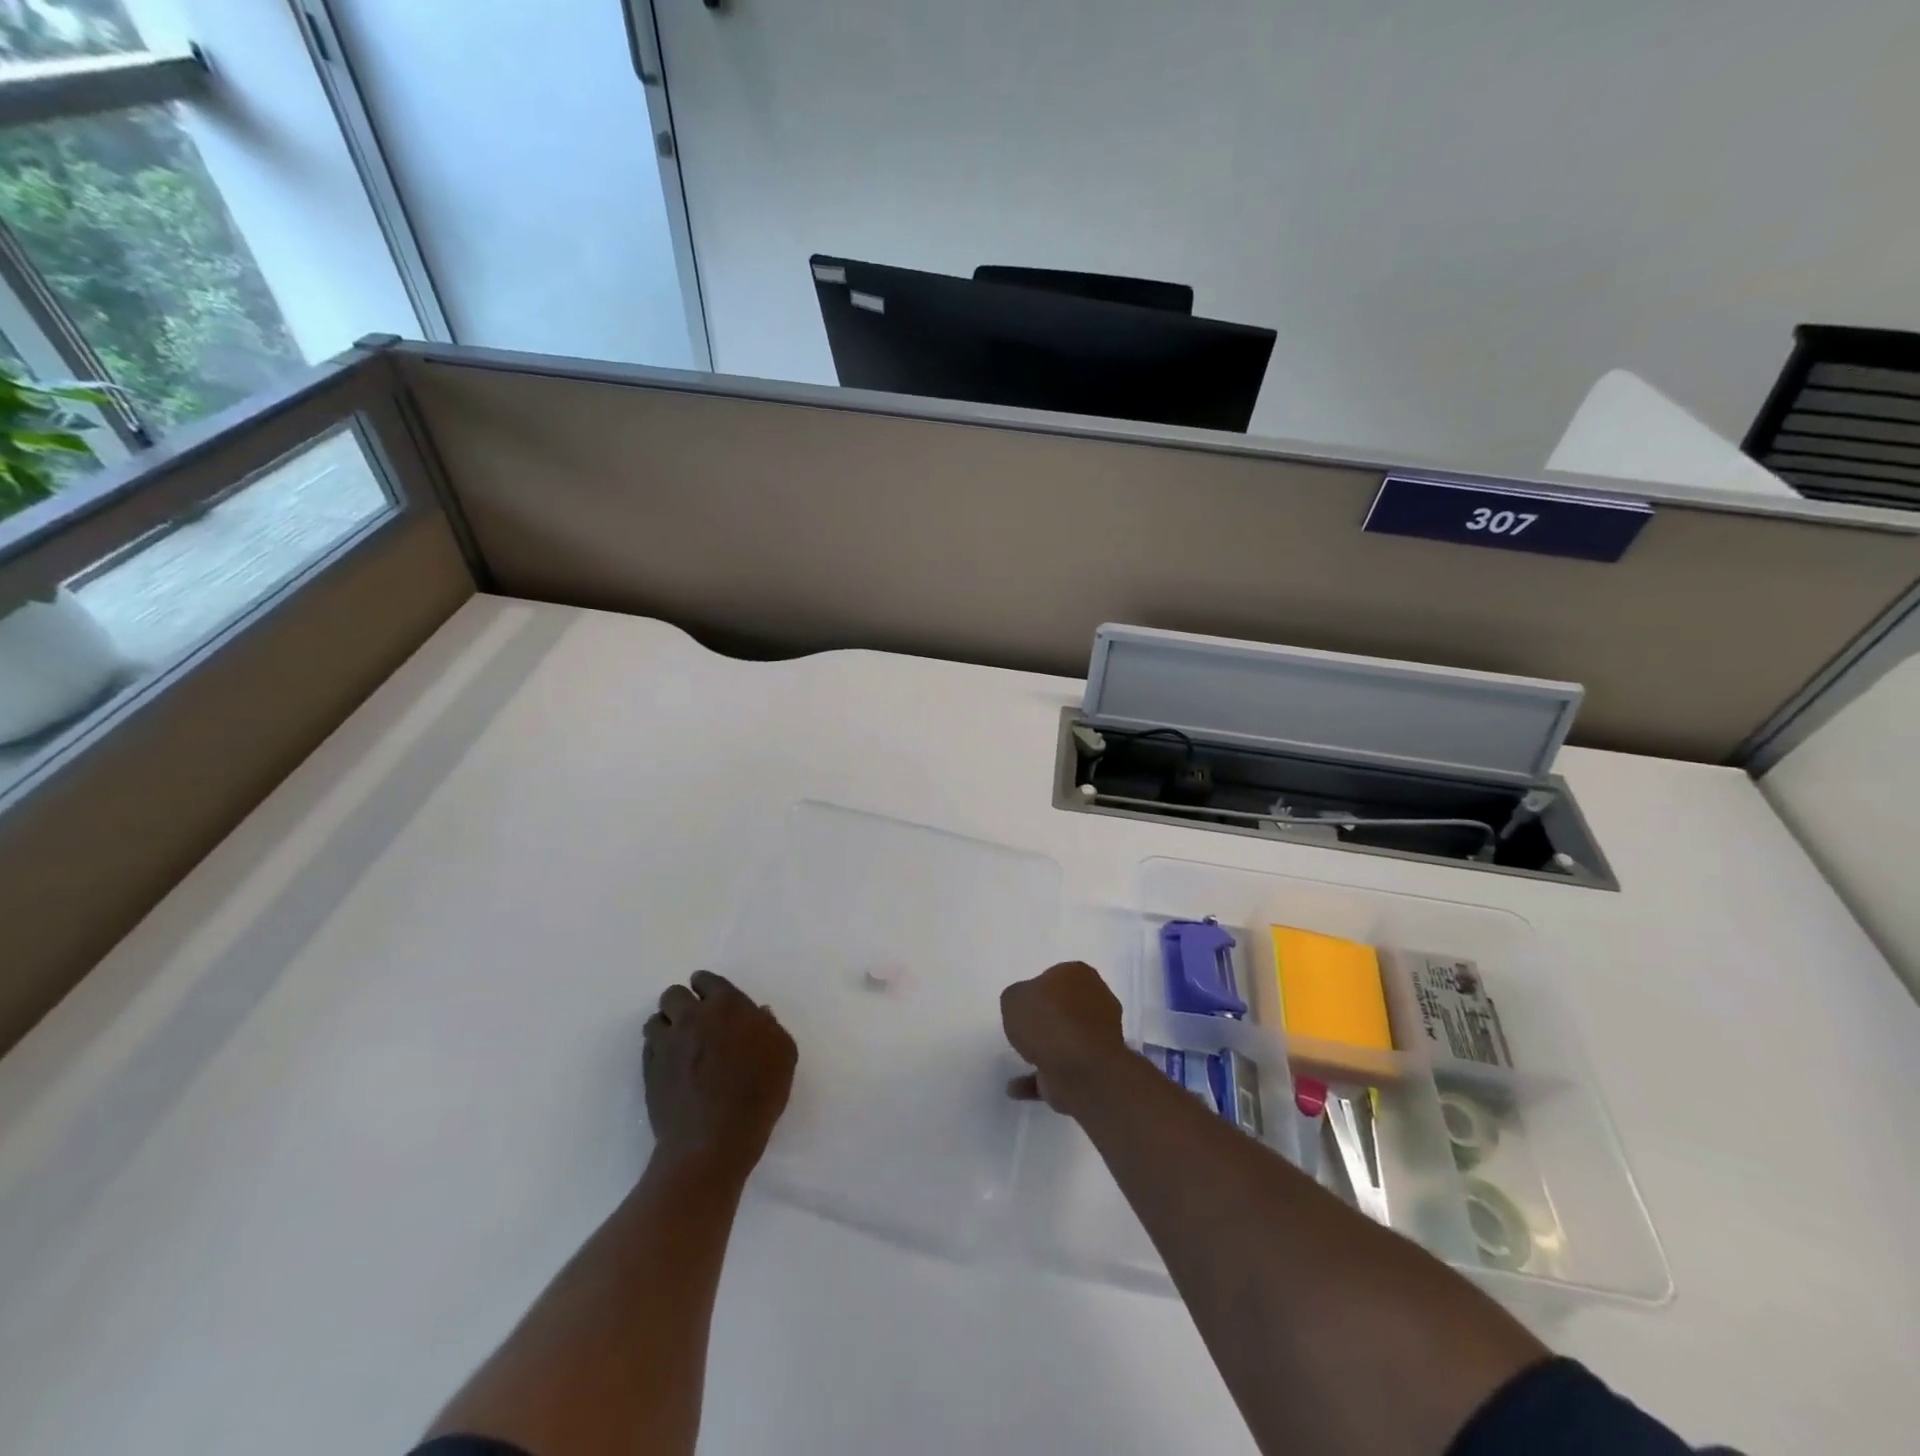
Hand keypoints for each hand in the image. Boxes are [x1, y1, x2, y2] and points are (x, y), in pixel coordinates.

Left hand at [644, 970, 796, 1176]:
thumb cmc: (758, 1093)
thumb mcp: (783, 1054)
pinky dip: (658, 1050)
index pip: (707, 980)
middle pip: (673, 994)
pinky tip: (671, 1066)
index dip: (707, 986)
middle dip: (682, 1002)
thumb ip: (770, 1027)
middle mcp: (692, 1017)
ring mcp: (666, 1044)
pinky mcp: (650, 1071)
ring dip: (666, 1025)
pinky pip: (648, 1048)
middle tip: (694, 1020)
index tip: (711, 998)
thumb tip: (758, 1013)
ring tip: (678, 1043)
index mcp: (727, 1006)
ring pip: (655, 1019)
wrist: (713, 1140)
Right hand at [1000, 961, 1128, 1115]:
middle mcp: (1096, 1001)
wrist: (1079, 1068)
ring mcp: (1098, 1037)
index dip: (1039, 988)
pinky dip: (1040, 1079)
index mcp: (1080, 975)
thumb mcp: (1013, 997)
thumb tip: (1026, 1007)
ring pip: (1067, 1039)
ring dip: (1046, 1049)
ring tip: (1021, 1056)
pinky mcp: (1093, 1069)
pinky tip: (1015, 1087)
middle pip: (1067, 1006)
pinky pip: (1060, 1071)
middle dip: (1049, 1017)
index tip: (1024, 1003)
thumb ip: (1017, 998)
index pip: (1058, 976)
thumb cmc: (1047, 1021)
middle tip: (1025, 1027)